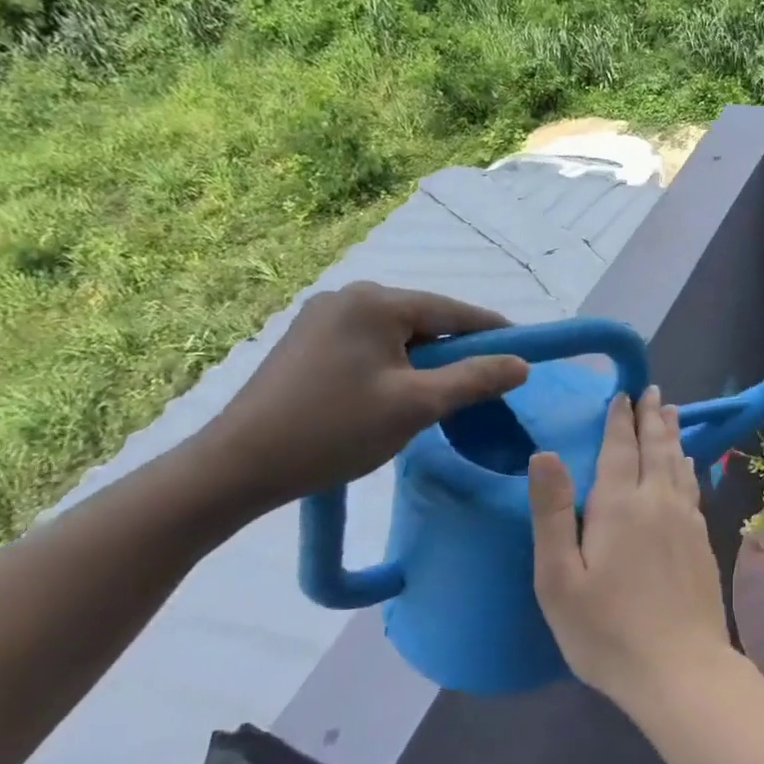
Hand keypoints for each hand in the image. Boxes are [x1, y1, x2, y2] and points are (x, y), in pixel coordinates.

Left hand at [198, 283, 528, 513]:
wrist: (237, 467)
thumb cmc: (334, 431)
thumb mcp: (416, 406)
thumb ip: (475, 380)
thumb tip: (522, 364)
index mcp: (375, 302)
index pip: (453, 311)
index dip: (494, 332)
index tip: (526, 351)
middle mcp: (348, 297)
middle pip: (424, 321)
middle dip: (454, 352)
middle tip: (480, 388)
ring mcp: (322, 317)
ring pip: (397, 336)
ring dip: (423, 362)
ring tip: (435, 399)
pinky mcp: (306, 341)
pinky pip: (369, 345)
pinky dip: (393, 366)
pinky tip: (393, 396)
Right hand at [529, 388, 732, 710]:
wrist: (680, 669)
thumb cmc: (606, 630)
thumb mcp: (559, 578)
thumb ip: (552, 512)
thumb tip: (544, 453)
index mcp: (619, 505)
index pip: (619, 448)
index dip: (619, 420)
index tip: (622, 394)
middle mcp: (657, 501)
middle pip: (655, 448)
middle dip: (651, 417)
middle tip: (652, 391)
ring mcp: (686, 520)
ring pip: (679, 464)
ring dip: (673, 435)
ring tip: (671, 413)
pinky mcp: (703, 542)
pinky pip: (693, 487)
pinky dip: (688, 467)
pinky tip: (689, 466)